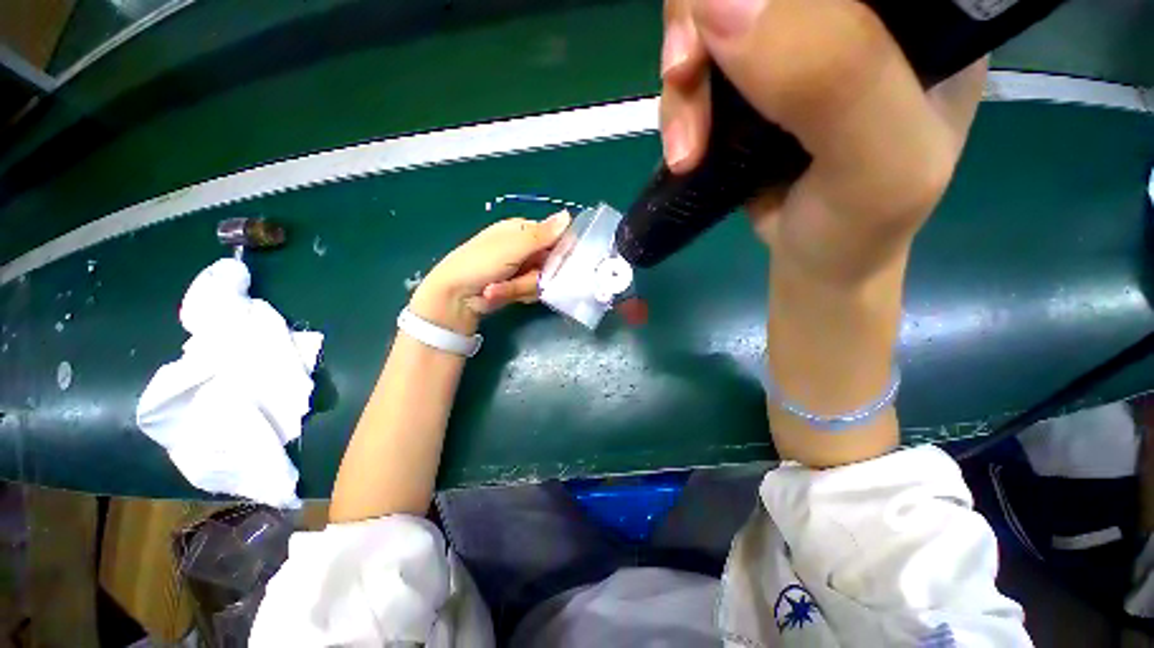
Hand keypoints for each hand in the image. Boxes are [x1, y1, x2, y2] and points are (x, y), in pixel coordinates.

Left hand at [410, 211, 571, 334]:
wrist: (455, 296)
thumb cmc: (480, 264)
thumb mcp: (512, 247)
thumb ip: (542, 235)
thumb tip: (568, 215)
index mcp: (522, 229)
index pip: (555, 236)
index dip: (559, 250)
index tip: (555, 262)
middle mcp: (525, 247)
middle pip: (551, 262)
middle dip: (537, 275)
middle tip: (521, 277)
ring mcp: (522, 268)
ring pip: (544, 279)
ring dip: (523, 286)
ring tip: (501, 287)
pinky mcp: (519, 286)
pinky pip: (535, 290)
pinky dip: (520, 293)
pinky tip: (503, 293)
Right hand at [661, 0, 986, 283]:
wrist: (818, 261)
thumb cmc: (862, 225)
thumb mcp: (877, 161)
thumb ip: (831, 75)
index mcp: (920, 8)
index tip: (727, 18)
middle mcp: (855, 13)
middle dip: (705, 21)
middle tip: (683, 75)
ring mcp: (793, 47)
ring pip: (714, 19)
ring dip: (684, 81)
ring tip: (686, 149)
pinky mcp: (750, 86)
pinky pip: (697, 69)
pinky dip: (678, 107)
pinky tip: (684, 151)